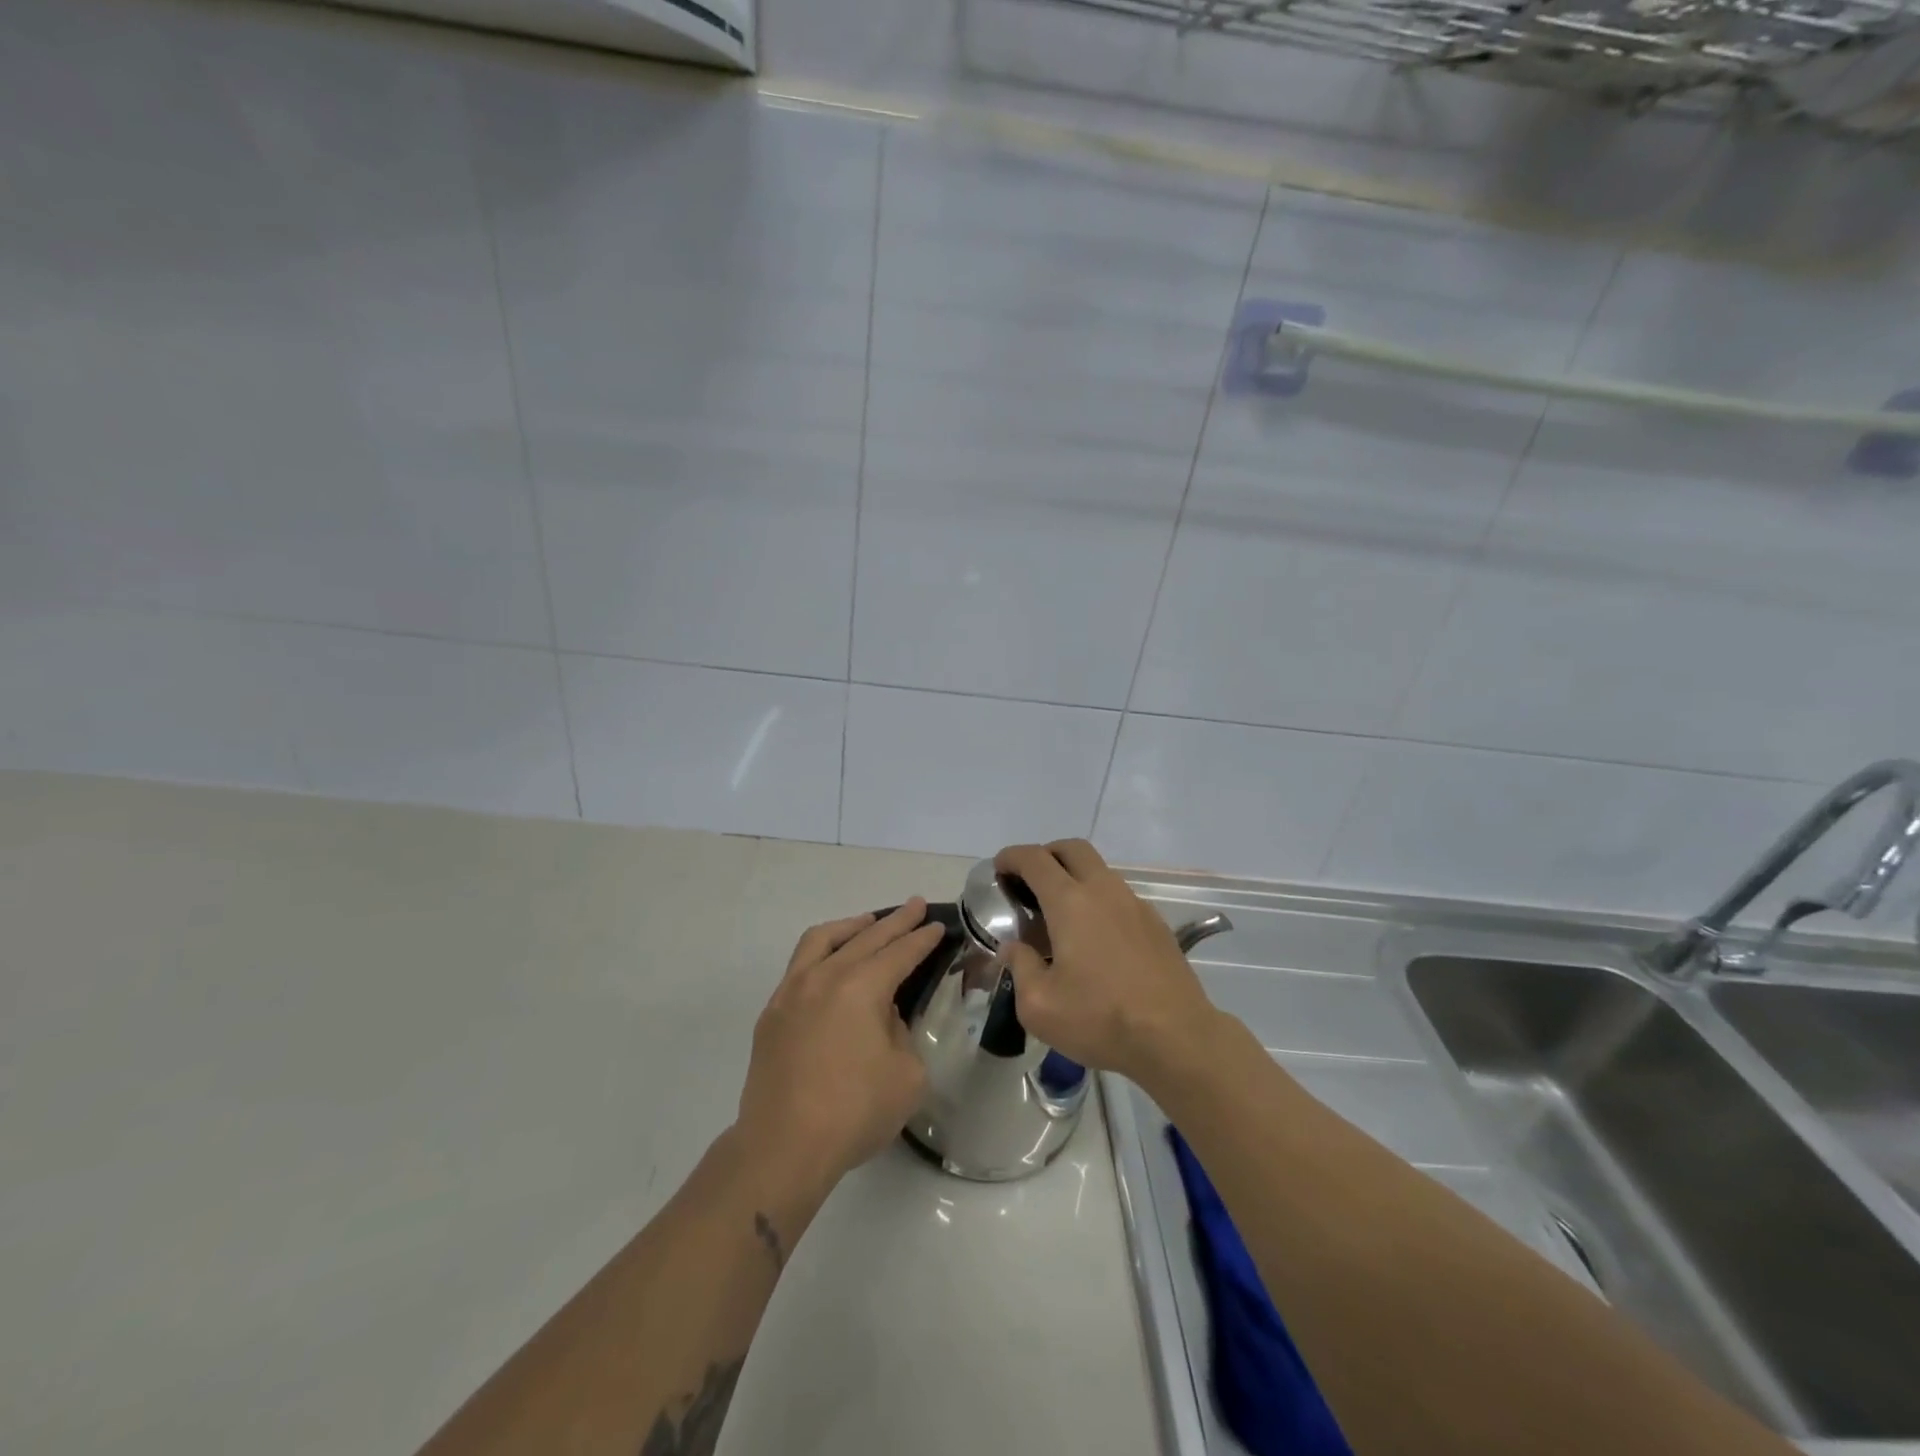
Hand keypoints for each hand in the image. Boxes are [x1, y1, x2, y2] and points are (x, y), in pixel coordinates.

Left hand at [734, 901, 943, 1196]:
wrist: (783, 1147)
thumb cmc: (853, 1112)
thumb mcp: (906, 1075)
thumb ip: (900, 1033)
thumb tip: (881, 1017)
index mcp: (861, 988)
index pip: (899, 953)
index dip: (921, 938)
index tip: (937, 925)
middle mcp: (824, 977)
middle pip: (865, 938)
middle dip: (894, 921)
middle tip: (915, 906)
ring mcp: (792, 992)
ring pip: (822, 940)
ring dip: (851, 926)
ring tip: (869, 923)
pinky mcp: (772, 1013)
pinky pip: (799, 965)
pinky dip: (822, 952)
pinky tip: (831, 964)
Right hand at [995, 840, 1221, 1084]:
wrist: (1176, 1038)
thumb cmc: (1100, 1019)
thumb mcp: (1039, 1005)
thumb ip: (1020, 967)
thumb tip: (1014, 948)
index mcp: (1070, 902)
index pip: (1035, 859)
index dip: (1012, 857)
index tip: (999, 869)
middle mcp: (1104, 891)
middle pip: (1072, 848)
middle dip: (1046, 854)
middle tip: (1029, 881)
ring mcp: (1135, 904)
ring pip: (1100, 870)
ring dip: (1075, 877)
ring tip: (1060, 914)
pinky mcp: (1156, 924)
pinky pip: (1120, 896)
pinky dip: (1099, 900)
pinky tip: (1095, 938)